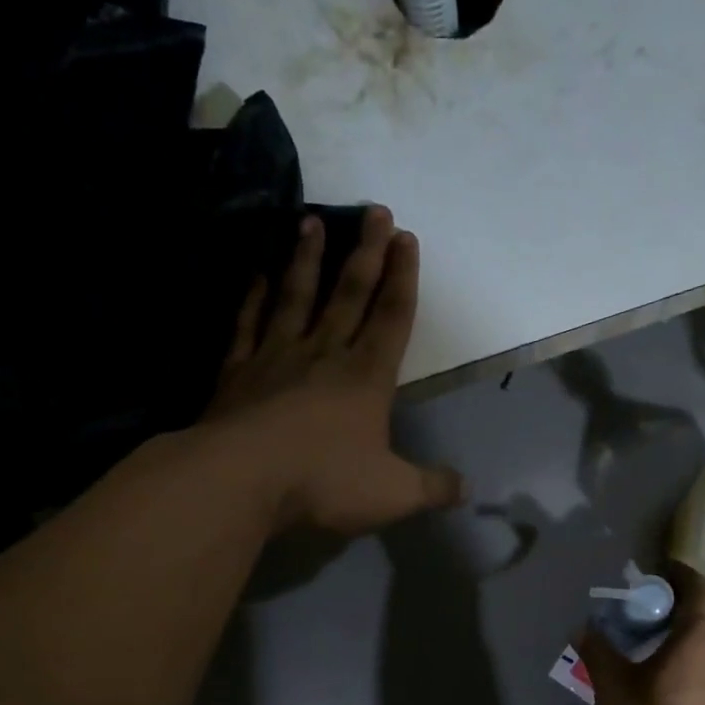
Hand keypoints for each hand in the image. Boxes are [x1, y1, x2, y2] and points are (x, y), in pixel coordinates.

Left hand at [207, 207, 464, 535]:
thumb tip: (467, 489)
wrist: (241, 481)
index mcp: (366, 378)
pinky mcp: (237, 371)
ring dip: (306, 259)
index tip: (406, 237)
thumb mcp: (393, 494)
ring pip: (296, 296)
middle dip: (365, 252)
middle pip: (349, 294)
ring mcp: (276, 357)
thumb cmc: (324, 482)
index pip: (391, 318)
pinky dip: (253, 296)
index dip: (403, 278)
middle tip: (374, 210)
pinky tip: (258, 273)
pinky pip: (248, 323)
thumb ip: (432, 488)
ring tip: (311, 220)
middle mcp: (324, 355)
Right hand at [579, 564, 704, 704]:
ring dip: (685, 638)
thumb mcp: (611, 683)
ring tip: (650, 643)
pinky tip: (662, 678)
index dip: (679, 576)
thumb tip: (585, 629)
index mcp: (703, 637)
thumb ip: (599, 650)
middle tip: (643, 609)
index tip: (656, 573)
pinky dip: (689, 664)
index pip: (699, 589)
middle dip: (678, 607)